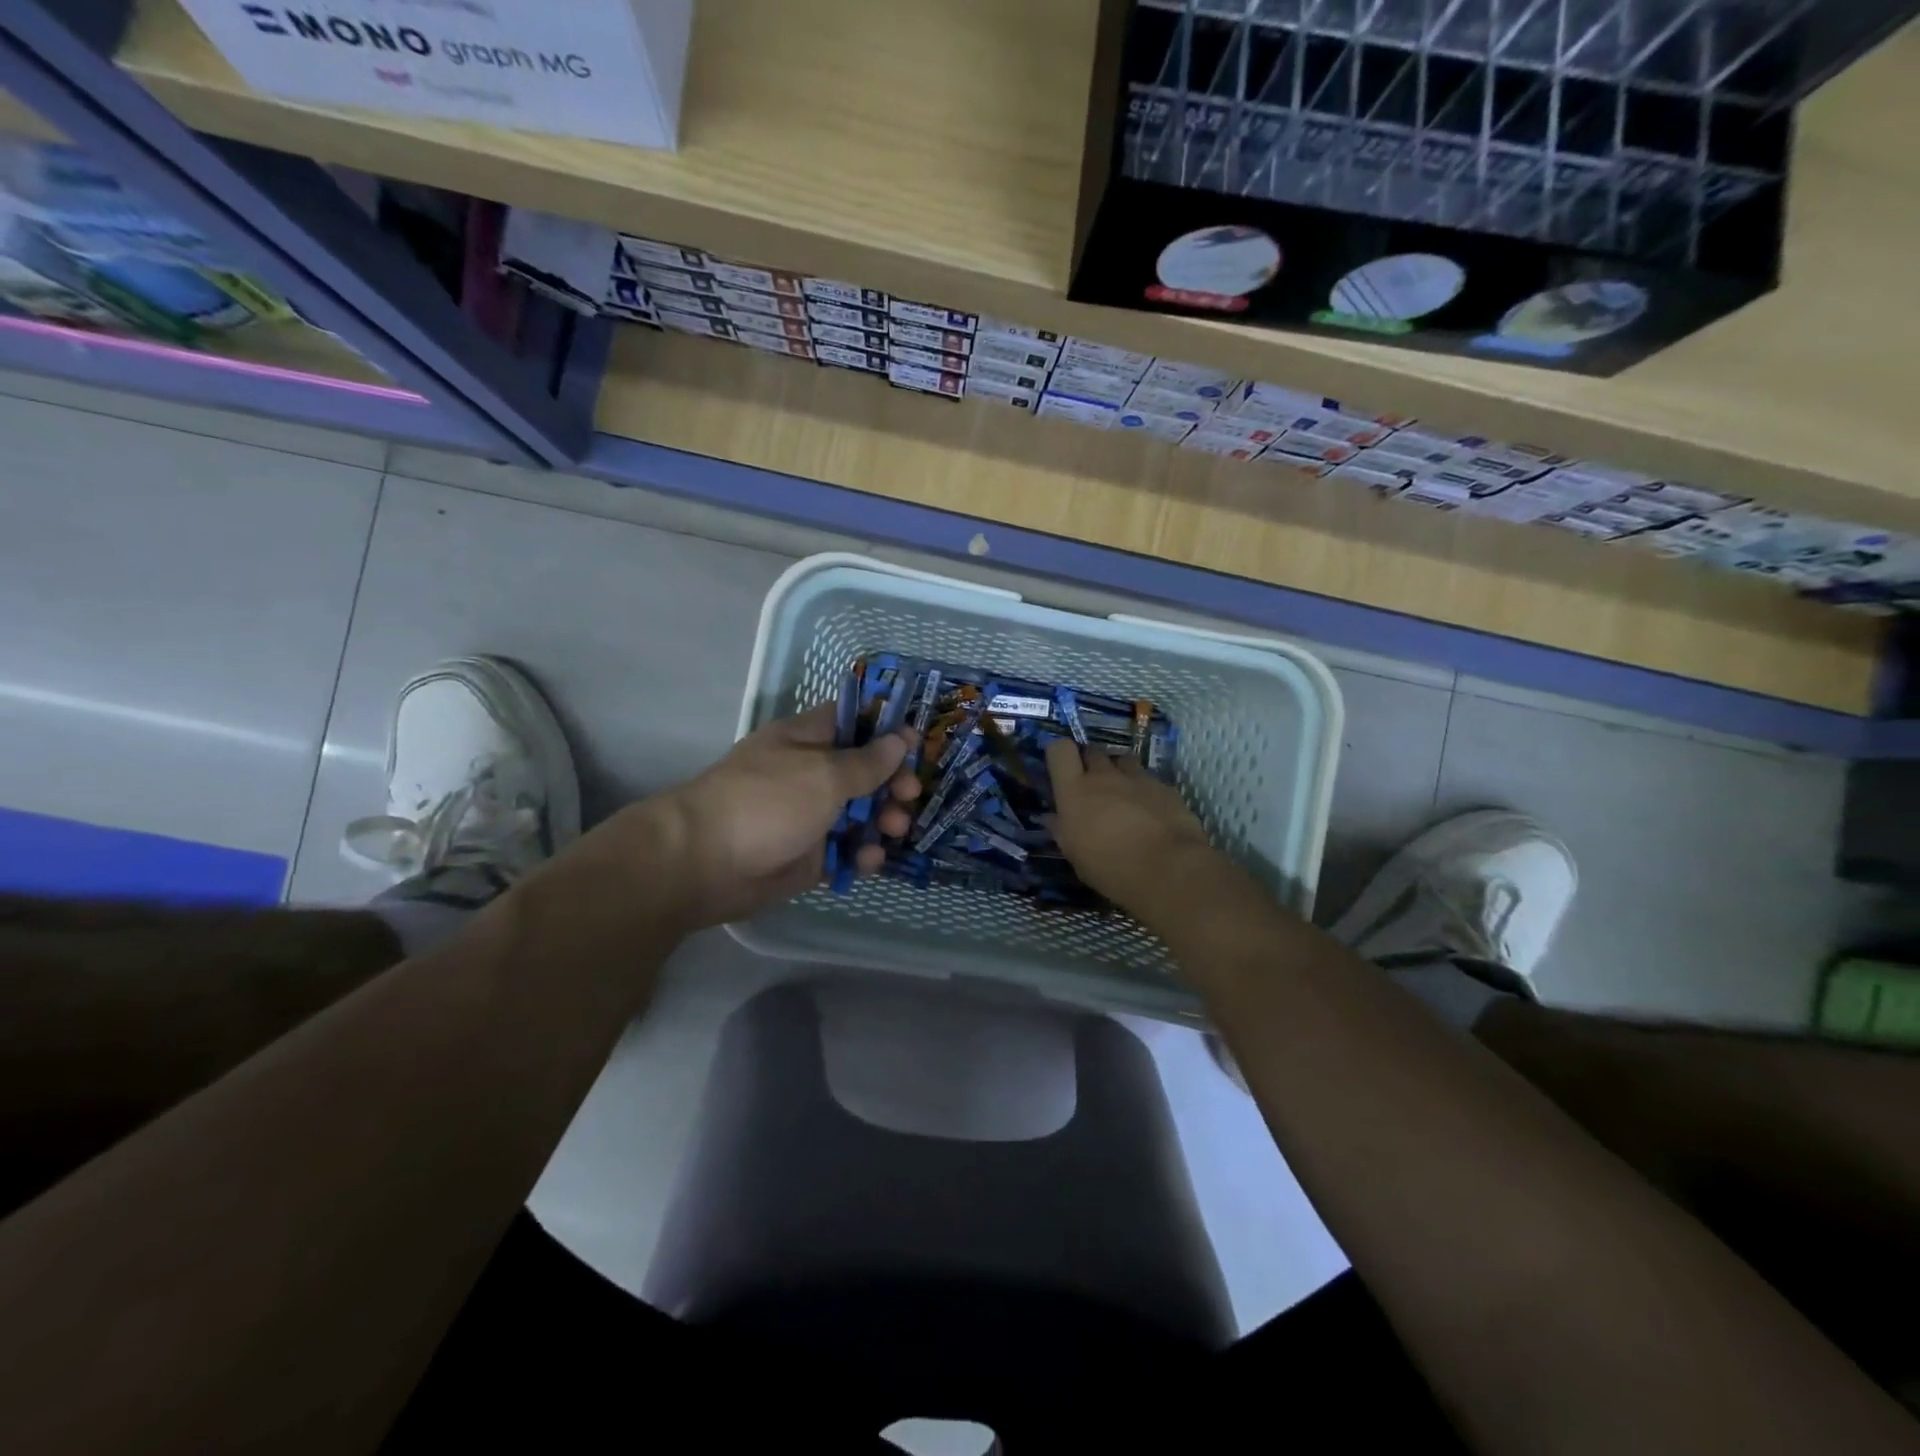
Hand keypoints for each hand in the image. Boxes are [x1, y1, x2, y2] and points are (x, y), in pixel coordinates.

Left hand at [637, 705, 922, 927]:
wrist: (704, 864)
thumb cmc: (767, 802)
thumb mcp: (824, 774)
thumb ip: (867, 762)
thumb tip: (900, 739)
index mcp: (806, 740)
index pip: (852, 721)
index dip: (886, 728)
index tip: (917, 742)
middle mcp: (809, 774)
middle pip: (863, 770)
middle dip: (893, 781)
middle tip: (911, 794)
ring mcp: (808, 816)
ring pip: (860, 813)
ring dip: (884, 819)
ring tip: (897, 829)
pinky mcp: (808, 856)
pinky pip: (845, 851)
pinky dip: (861, 854)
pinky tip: (870, 861)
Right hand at [1044, 739, 1213, 910]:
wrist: (1167, 869)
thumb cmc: (1110, 867)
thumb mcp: (1075, 855)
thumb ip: (1062, 830)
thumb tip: (1051, 818)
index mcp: (1075, 791)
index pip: (1059, 749)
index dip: (1059, 754)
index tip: (1062, 770)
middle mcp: (1104, 776)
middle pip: (1093, 751)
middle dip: (1091, 764)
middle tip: (1093, 788)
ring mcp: (1137, 778)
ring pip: (1123, 760)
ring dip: (1120, 772)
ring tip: (1124, 795)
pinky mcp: (1165, 787)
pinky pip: (1149, 780)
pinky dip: (1146, 790)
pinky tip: (1152, 812)